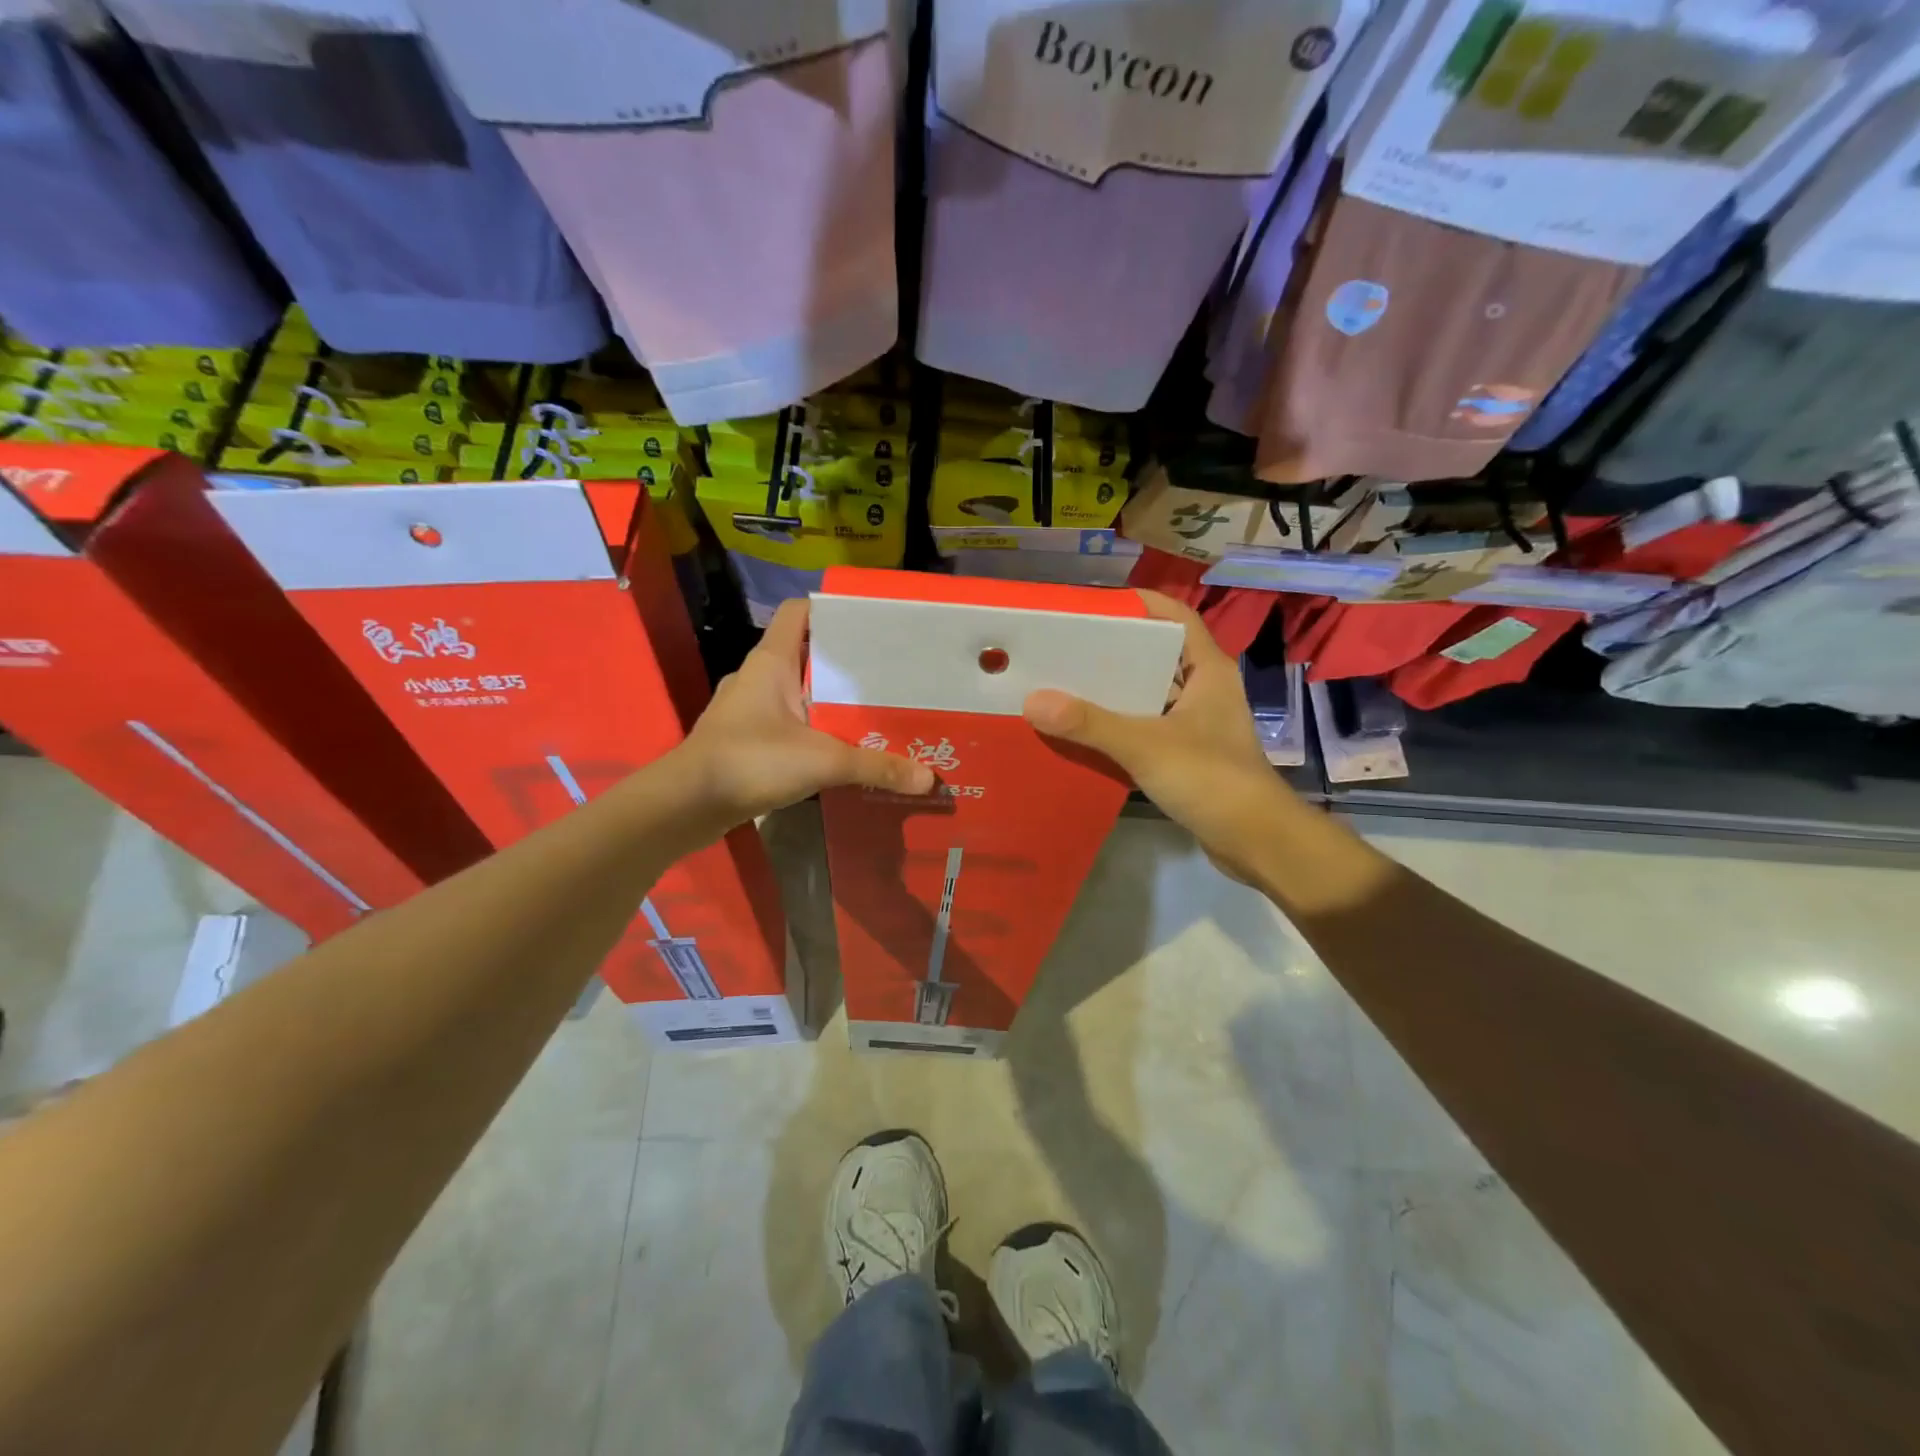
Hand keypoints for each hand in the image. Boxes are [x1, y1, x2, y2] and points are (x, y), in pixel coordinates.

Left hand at [683, 599, 934, 822]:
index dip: (833, 611)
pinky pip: (785, 724)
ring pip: (796, 693)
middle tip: (887, 677)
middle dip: (844, 665)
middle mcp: (757, 677)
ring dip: (828, 702)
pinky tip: (836, 750)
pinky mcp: (743, 740)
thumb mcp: (822, 761)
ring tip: (870, 714)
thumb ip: (876, 767)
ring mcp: (747, 709)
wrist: (686, 805)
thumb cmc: (750, 761)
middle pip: (807, 655)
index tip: (872, 625)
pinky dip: (810, 731)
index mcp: (772, 661)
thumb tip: (929, 780)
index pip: (800, 613)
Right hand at [1023, 591, 1292, 883]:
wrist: (1256, 842)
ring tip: (1063, 685)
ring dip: (1113, 692)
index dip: (1140, 605)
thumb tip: (1033, 701)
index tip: (1093, 605)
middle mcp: (1203, 690)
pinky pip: (1146, 728)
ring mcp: (1196, 724)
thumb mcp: (1146, 745)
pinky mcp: (1187, 755)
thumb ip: (1091, 723)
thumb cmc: (1211, 779)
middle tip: (1063, 648)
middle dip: (1112, 651)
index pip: (1175, 618)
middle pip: (1155, 655)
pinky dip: (1119, 726)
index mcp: (1207, 670)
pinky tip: (1083, 731)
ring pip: (1149, 695)